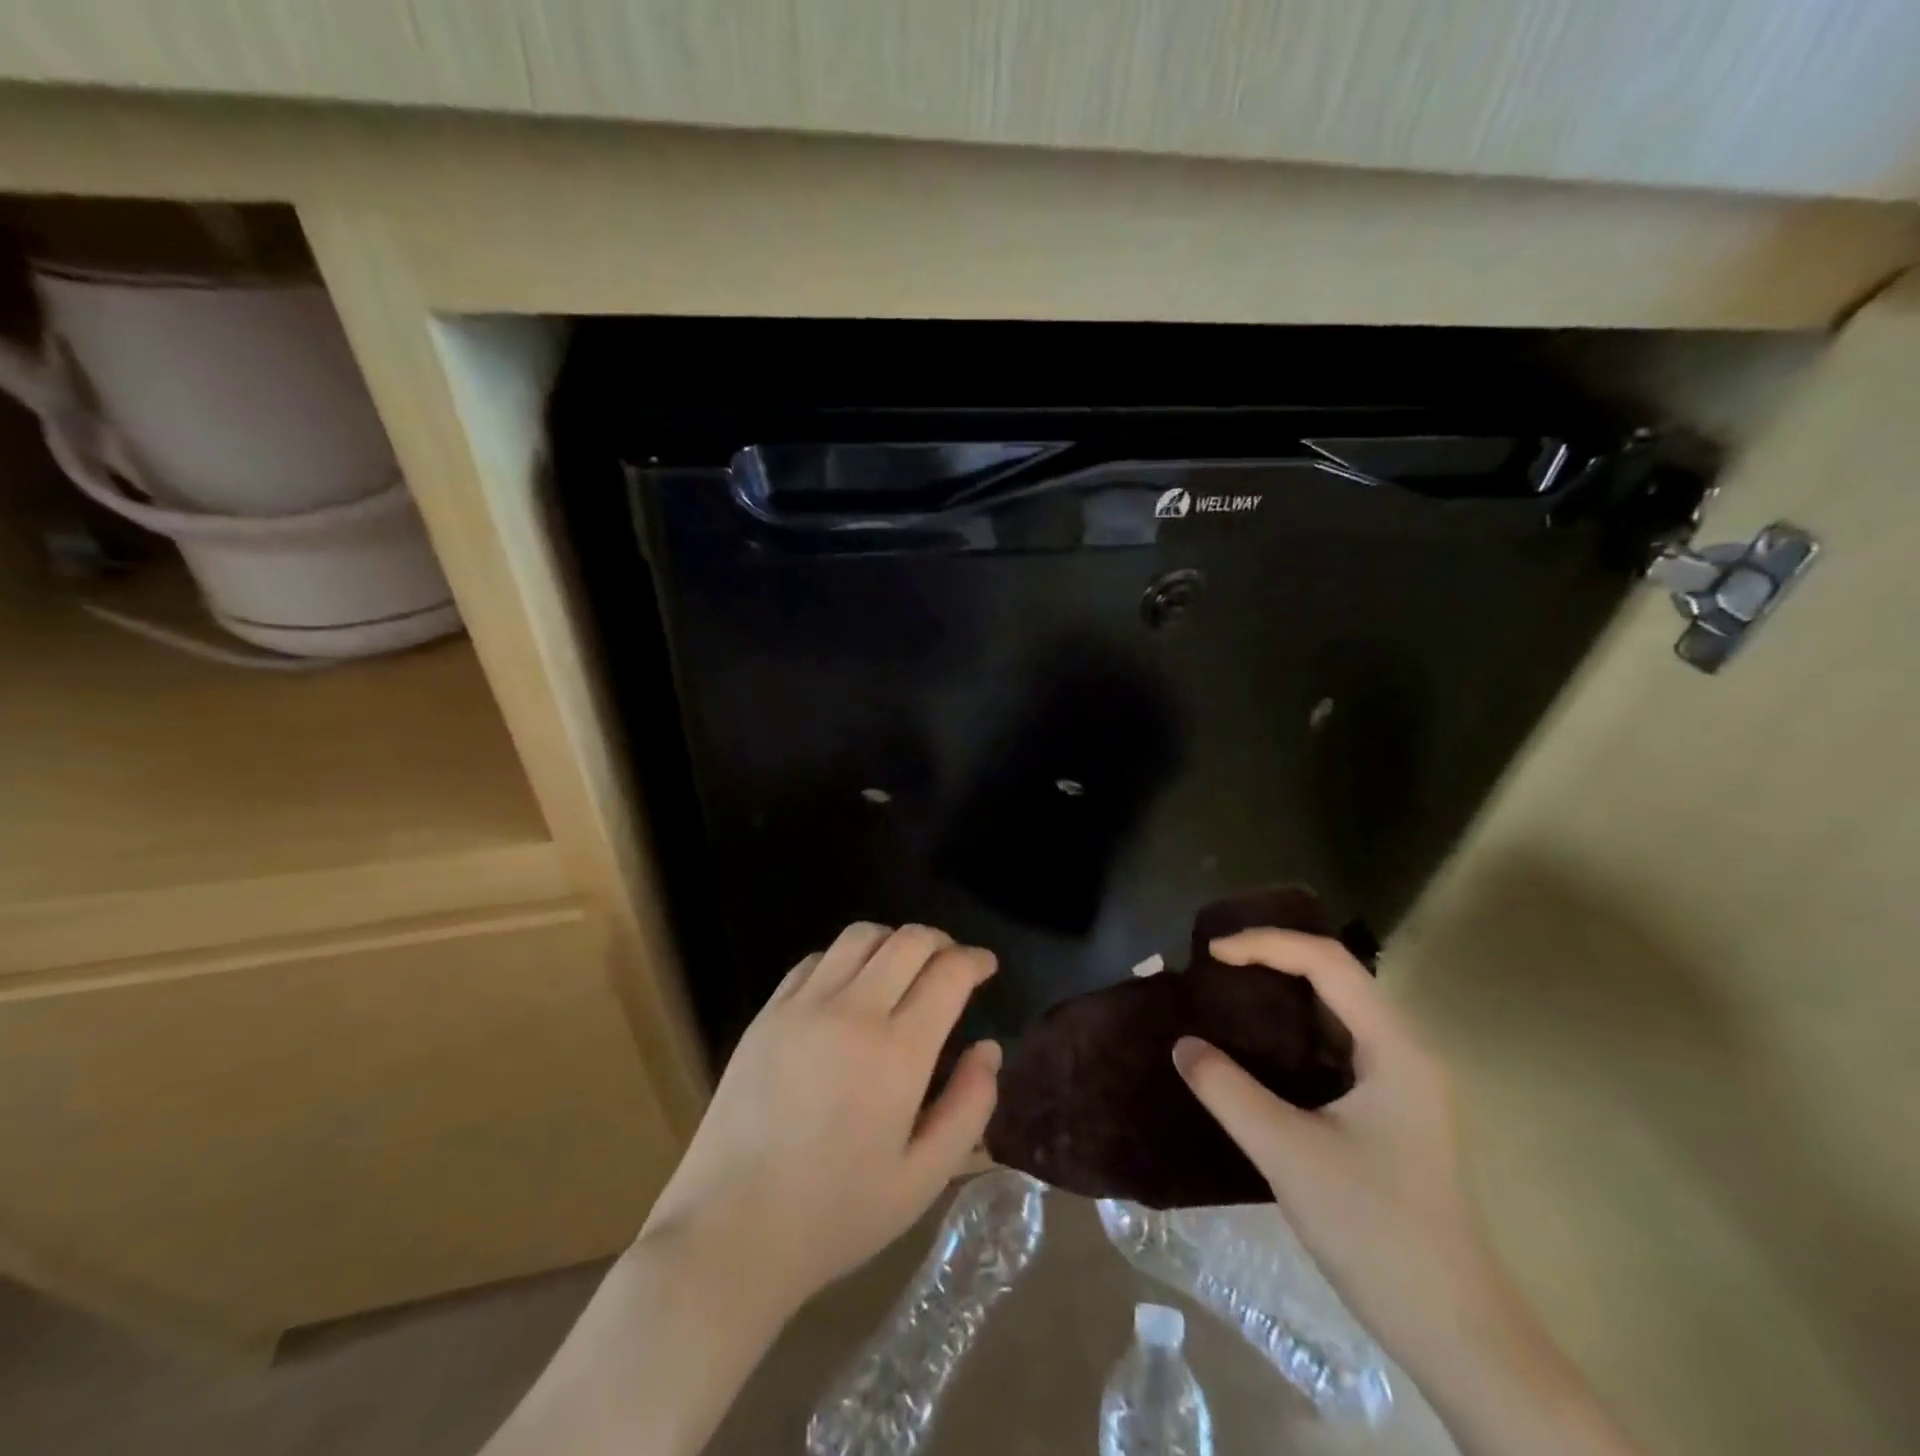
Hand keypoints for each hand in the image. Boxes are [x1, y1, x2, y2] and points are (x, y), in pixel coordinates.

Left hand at [639, 923, 1001, 1313]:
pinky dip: (845, 958)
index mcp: (898, 1052)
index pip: (948, 973)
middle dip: (942, 942)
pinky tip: (849, 987)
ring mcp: (803, 1007)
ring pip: (860, 937)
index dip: (975, 960)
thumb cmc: (836, 1215)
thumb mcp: (924, 1179)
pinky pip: (815, 960)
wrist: (730, 1231)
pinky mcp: (767, 1014)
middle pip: (908, 941)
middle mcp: (853, 1012)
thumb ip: (969, 1107)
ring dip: (893, 942)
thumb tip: (988, 1048)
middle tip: (952, 963)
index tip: (986, 966)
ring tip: (903, 968)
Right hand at [1172, 930, 1493, 1360]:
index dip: (1266, 944)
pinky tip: (1258, 1049)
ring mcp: (1401, 1082)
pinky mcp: (1390, 1111)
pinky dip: (1294, 1031)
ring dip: (1284, 993)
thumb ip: (1227, 1091)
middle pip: (1337, 976)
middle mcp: (1404, 1051)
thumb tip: (1183, 1045)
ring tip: (1229, 993)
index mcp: (1394, 1048)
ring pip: (1338, 1011)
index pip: (1328, 962)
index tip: (1212, 954)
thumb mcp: (1287, 1153)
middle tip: (1216, 965)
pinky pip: (1337, 1046)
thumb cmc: (1374, 1229)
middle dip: (1275, 958)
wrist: (1451, 1328)